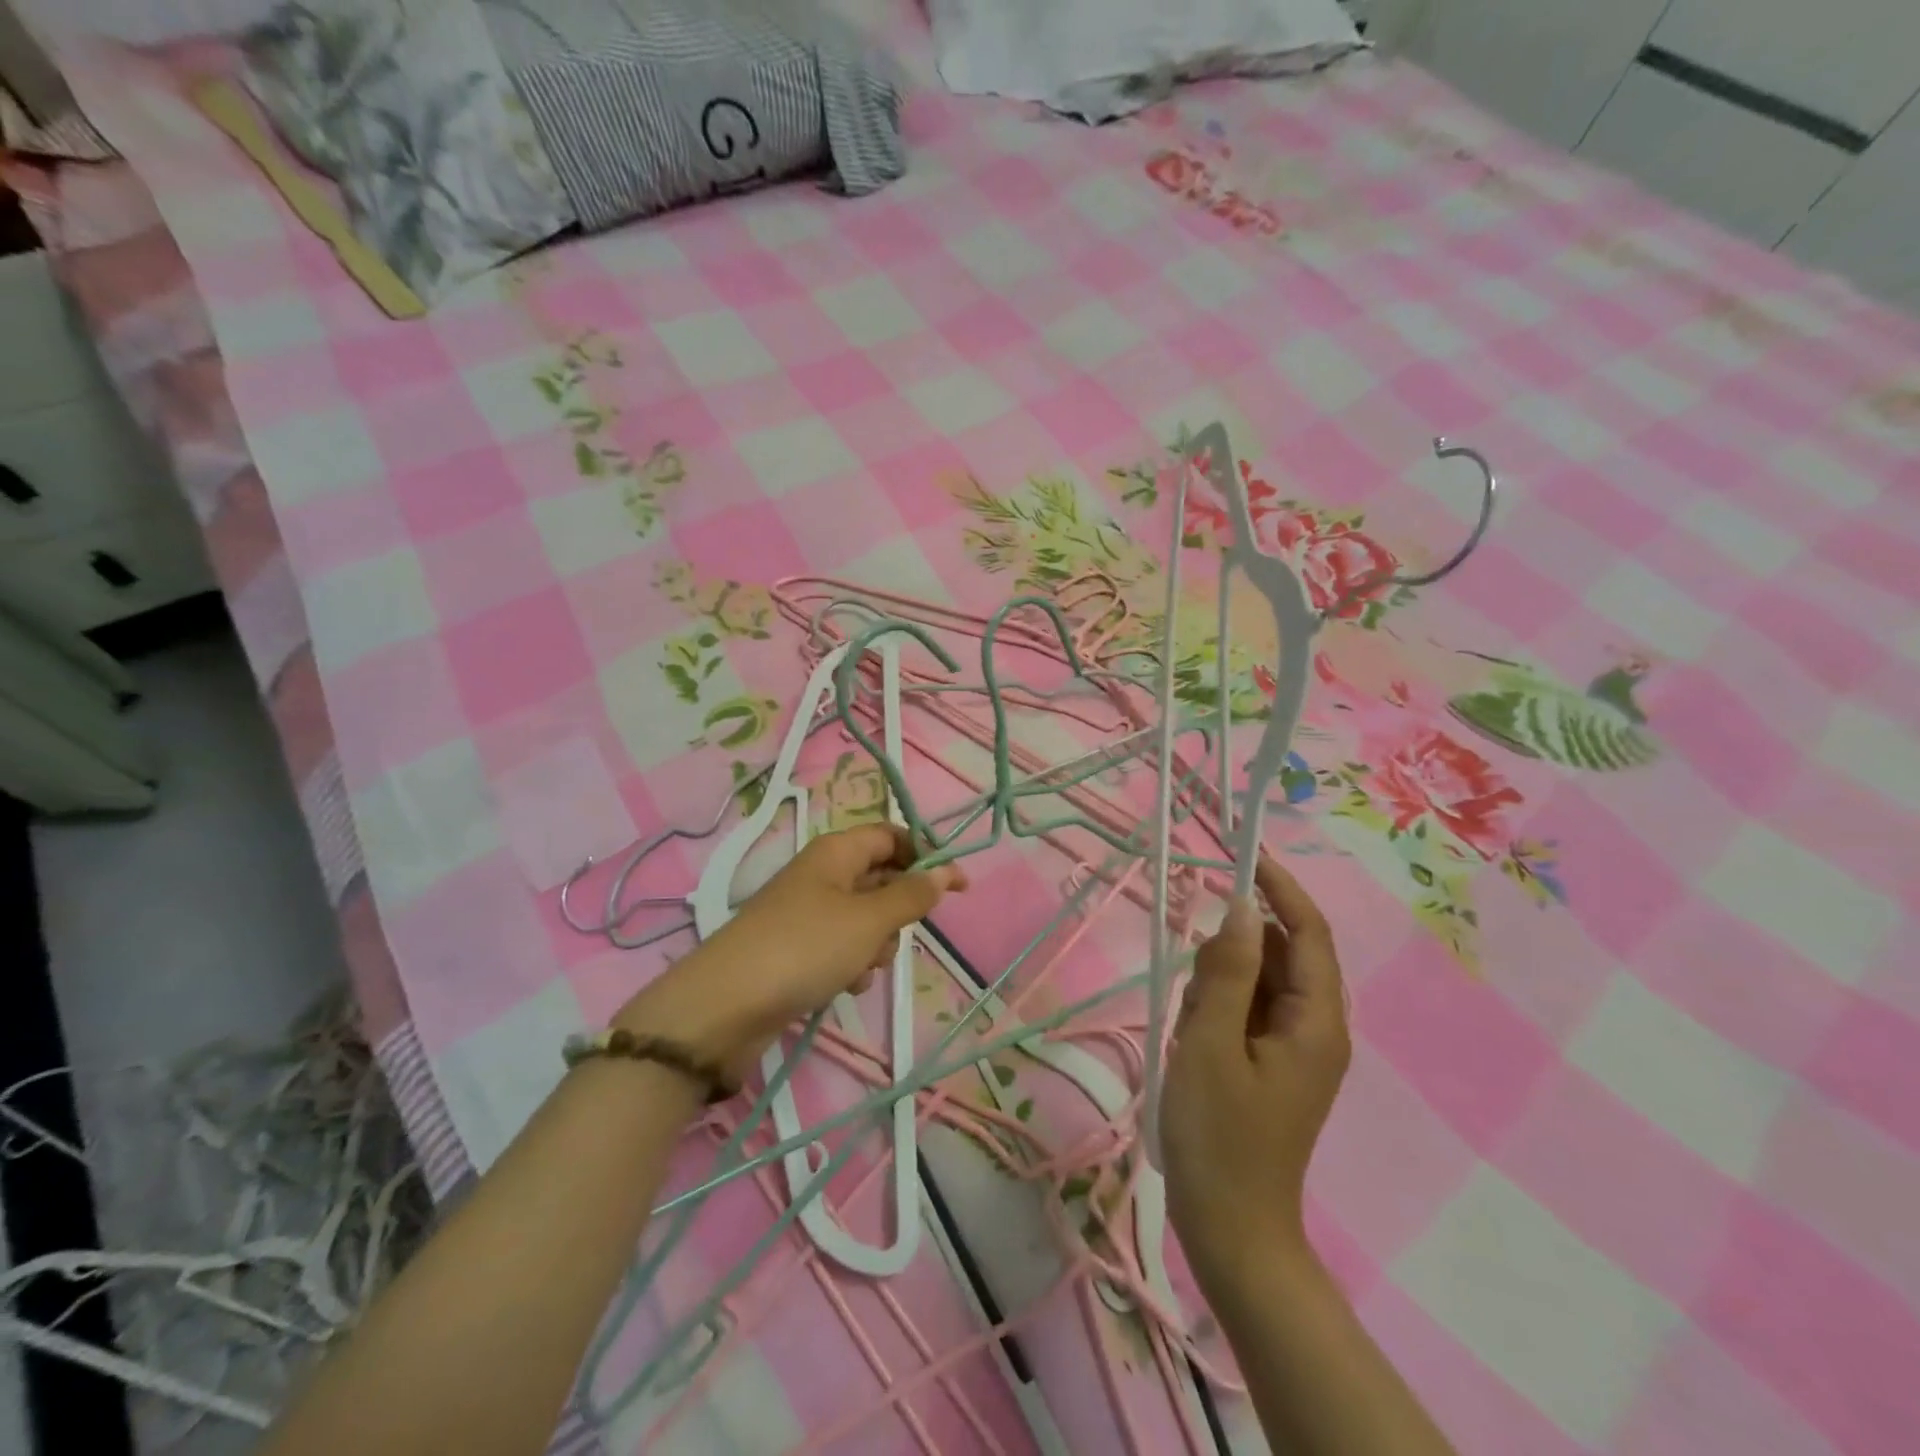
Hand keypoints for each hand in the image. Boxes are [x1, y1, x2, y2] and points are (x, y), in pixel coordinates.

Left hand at [612, 824, 966, 1081]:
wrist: (725, 1007)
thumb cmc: (805, 948)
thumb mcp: (869, 920)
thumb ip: (912, 896)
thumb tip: (946, 871)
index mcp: (836, 851)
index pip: (892, 836)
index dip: (927, 855)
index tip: (958, 887)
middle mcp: (822, 874)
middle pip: (881, 878)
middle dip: (897, 910)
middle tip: (896, 935)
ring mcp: (807, 912)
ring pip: (866, 919)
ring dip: (875, 944)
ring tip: (861, 965)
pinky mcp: (798, 949)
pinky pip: (843, 947)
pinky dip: (851, 963)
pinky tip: (843, 984)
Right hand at [1161, 853, 1348, 1287]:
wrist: (1231, 1229)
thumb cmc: (1219, 1136)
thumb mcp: (1210, 1043)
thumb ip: (1227, 971)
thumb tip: (1241, 906)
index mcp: (1316, 1022)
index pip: (1307, 932)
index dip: (1280, 888)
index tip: (1244, 854)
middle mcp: (1317, 1029)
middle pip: (1280, 955)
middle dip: (1233, 951)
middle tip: (1192, 986)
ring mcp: (1295, 1049)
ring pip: (1259, 982)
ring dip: (1220, 984)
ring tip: (1190, 1025)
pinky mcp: (1272, 1064)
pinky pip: (1248, 1011)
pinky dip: (1218, 1009)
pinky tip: (1193, 1038)